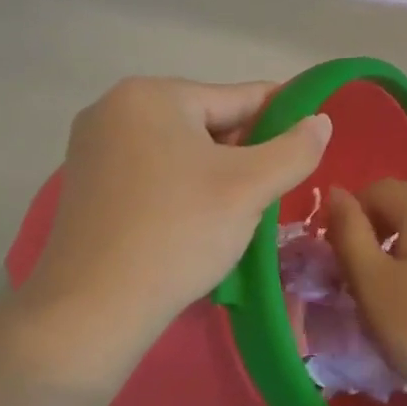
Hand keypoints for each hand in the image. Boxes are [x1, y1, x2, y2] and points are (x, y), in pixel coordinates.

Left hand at [23, 77, 330, 349]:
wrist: (90, 311)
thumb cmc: (177, 233)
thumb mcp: (249, 188)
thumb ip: (294, 149)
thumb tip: (320, 121)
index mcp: (152, 95)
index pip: (238, 97)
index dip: (283, 117)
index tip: (313, 138)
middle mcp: (115, 109)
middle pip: (207, 123)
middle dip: (246, 154)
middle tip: (275, 191)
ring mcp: (94, 148)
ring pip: (181, 152)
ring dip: (217, 175)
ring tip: (242, 212)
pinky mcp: (86, 185)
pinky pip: (153, 174)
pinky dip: (183, 190)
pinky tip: (199, 223)